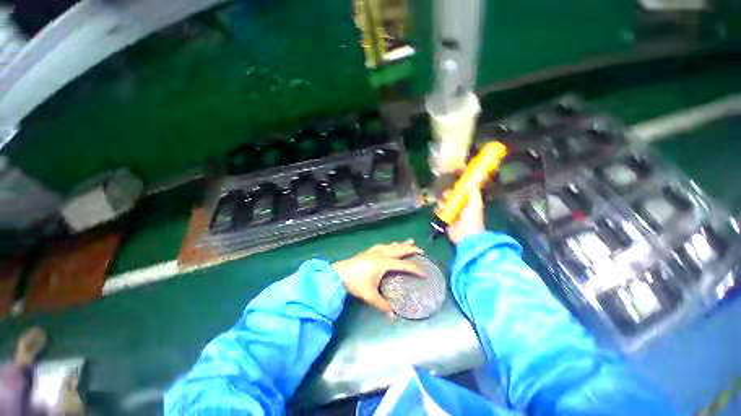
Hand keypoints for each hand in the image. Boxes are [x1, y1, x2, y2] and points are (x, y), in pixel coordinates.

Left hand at [333, 240, 423, 316]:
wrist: (338, 274)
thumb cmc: (355, 283)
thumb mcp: (369, 295)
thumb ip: (382, 305)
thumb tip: (394, 317)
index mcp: (383, 263)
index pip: (403, 265)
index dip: (415, 269)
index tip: (424, 273)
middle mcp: (381, 254)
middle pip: (399, 250)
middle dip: (411, 249)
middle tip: (421, 250)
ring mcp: (374, 251)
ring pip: (392, 245)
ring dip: (402, 244)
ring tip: (410, 241)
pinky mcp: (369, 251)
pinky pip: (384, 245)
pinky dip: (391, 245)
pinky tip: (390, 245)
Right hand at [438, 187, 484, 243]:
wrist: (466, 235)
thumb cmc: (472, 219)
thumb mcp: (475, 203)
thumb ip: (474, 191)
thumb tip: (475, 178)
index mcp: (467, 202)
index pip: (459, 192)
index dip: (455, 189)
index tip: (453, 188)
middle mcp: (458, 207)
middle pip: (449, 197)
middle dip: (446, 196)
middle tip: (446, 197)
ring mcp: (451, 213)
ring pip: (442, 203)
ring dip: (441, 203)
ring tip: (443, 207)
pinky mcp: (444, 220)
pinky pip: (438, 212)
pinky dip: (437, 211)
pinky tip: (439, 212)